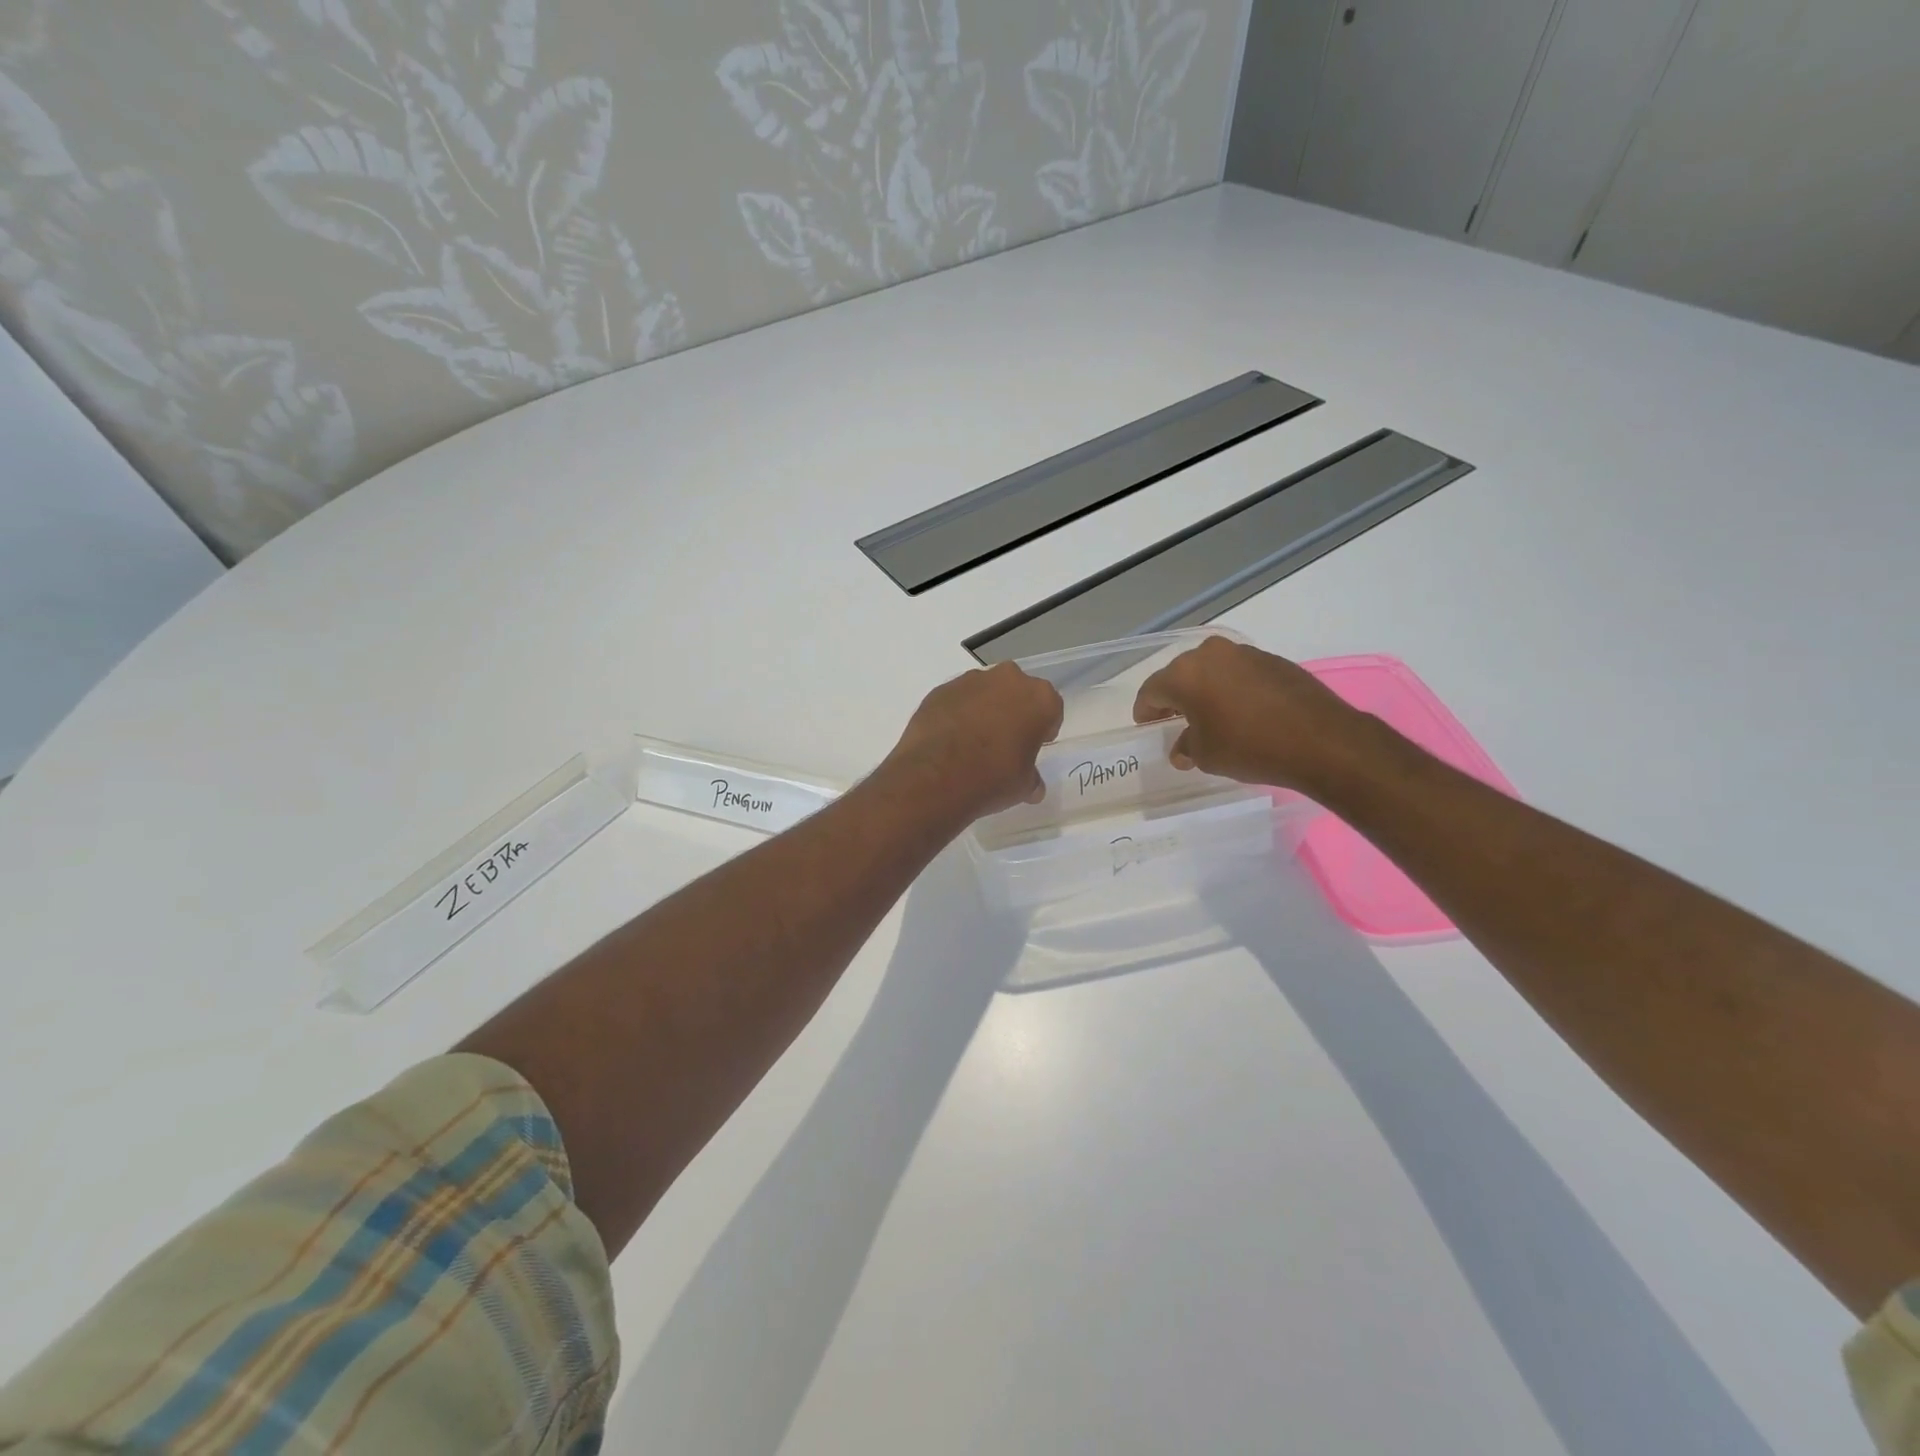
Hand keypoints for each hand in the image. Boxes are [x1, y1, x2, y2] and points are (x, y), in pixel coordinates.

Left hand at [884, 662, 1064, 818]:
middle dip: (1014, 712)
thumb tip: (1033, 787)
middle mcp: (1009, 679)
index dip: (1043, 729)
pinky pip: (958, 699)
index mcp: (1040, 698)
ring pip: (986, 692)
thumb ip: (1032, 779)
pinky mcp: (941, 689)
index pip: (1051, 709)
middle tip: (1005, 742)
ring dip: (984, 710)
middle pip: (1018, 693)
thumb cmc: (993, 778)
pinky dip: (957, 713)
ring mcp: (971, 681)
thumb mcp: (1024, 786)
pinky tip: (950, 739)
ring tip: (973, 741)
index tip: (1033, 746)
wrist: (936, 777)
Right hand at [1132, 636, 1360, 790]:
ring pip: (1211, 670)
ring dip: (1205, 690)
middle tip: (1174, 721)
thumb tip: (1183, 747)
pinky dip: (1232, 688)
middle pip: (1181, 674)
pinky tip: (1241, 711)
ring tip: (1210, 716)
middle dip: (1175, 698)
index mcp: (1185, 674)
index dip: (1145, 710)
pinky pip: (1239, 672)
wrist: (1321, 740)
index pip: (1152, 690)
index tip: (1147, 726)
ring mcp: (1245, 653)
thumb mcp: (1207, 755)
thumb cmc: (1250, 747)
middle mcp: (1211, 654)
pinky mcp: (1273, 660)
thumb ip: (1187, 747)